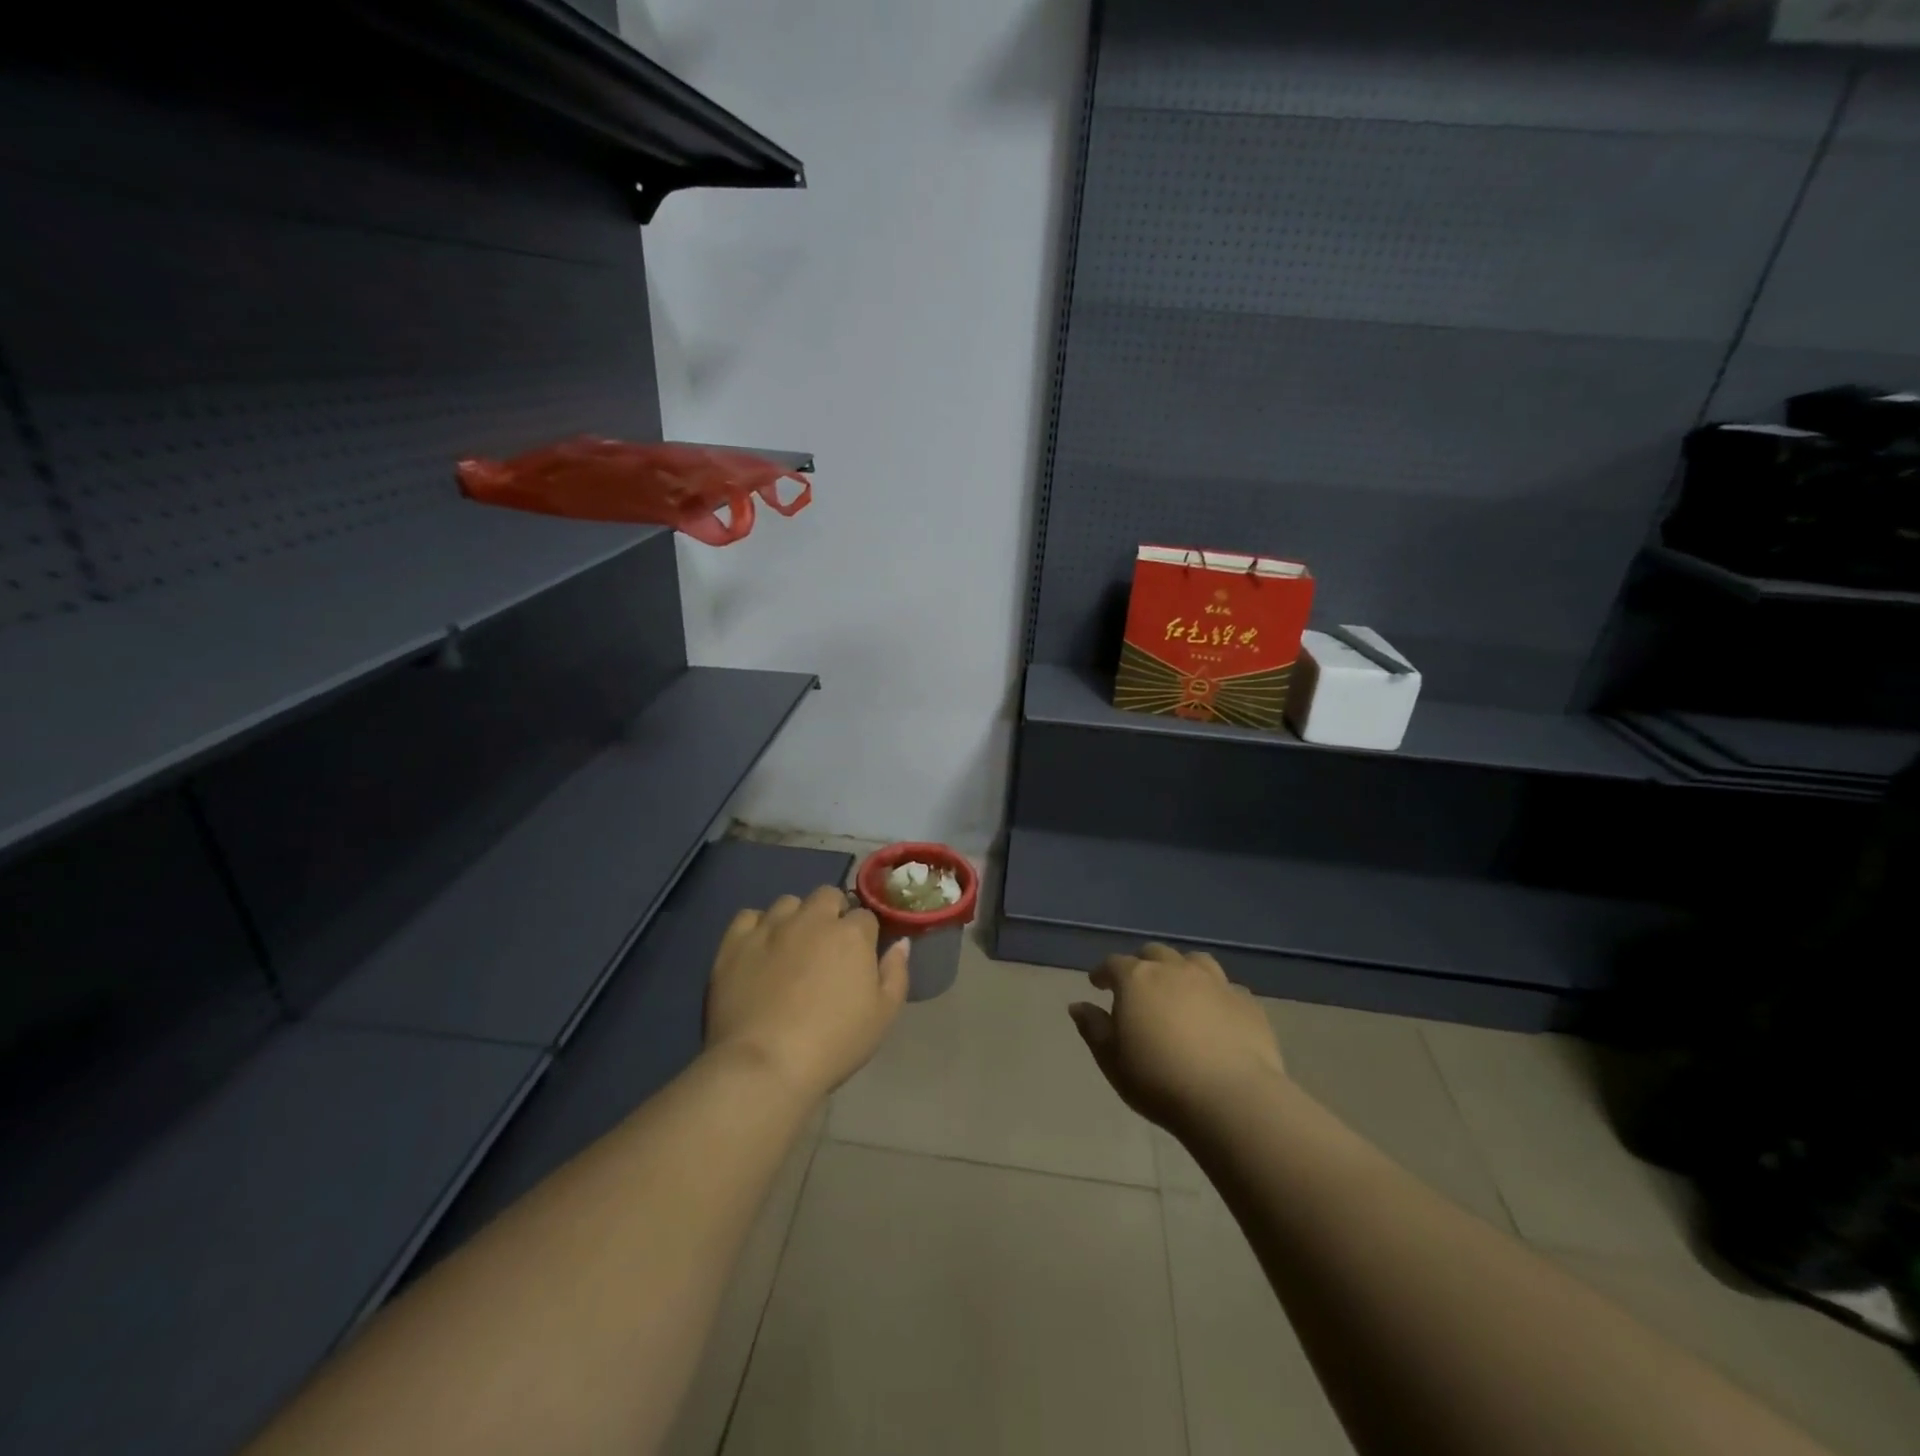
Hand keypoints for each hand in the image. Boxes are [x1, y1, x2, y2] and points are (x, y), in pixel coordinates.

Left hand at [706, 885, 909, 1101]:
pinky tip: (759, 948)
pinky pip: (748, 916)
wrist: (766, 1065)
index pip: (865, 916)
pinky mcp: (735, 942)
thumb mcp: (883, 1015)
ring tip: (791, 946)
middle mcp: (812, 919)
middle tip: (828, 947)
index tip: (859, 956)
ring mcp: (770, 927)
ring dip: (795, 917)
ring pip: (788, 903)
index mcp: (851, 934)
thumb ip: (896, 972)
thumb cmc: (834, 1043)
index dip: (864, 935)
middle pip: (827, 895)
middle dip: (832, 913)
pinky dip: (757, 927)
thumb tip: (900, 942)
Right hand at [1069, 943, 1286, 1133]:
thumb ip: (1093, 1028)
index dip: (1103, 973)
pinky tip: (1215, 1013)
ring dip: (1181, 969)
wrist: (1232, 1099)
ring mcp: (1215, 982)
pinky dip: (1215, 994)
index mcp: (1137, 979)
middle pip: (1154, 954)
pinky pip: (1226, 987)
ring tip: (1179, 989)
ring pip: (1194, 961)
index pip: (1113, 964)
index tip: (1098, 984)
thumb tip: (1078, 1006)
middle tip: (1138, 987)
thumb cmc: (1159, 1080)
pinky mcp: (1246, 1001)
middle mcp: (1175, 970)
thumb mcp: (1112, 1060)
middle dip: (1142, 965)